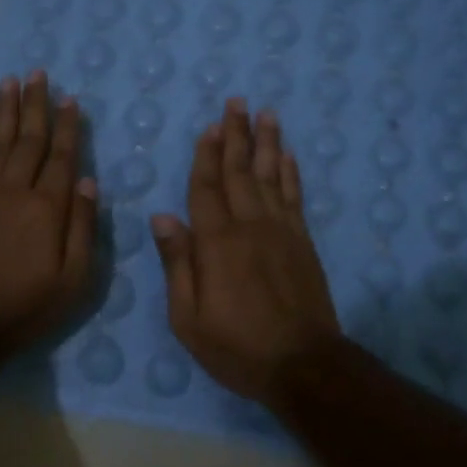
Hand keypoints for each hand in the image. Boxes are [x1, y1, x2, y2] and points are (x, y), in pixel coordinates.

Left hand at [0, 71, 97, 350]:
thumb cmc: (26, 305)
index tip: (71, 99)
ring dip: (6, 110)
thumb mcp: (74, 279)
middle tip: (38, 74)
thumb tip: (89, 181)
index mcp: (48, 207)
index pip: (63, 156)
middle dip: (36, 105)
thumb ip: (83, 227)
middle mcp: (16, 189)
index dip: (68, 126)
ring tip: (10, 81)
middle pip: (30, 139)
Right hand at [150, 98, 341, 403]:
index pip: (206, 188)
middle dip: (236, 135)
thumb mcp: (188, 317)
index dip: (206, 156)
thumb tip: (163, 216)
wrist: (303, 364)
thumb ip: (178, 263)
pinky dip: (291, 173)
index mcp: (216, 243)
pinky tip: (288, 155)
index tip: (208, 127)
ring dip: (267, 143)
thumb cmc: (237, 346)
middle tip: (237, 102)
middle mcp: (250, 226)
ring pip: (271, 176)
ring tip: (266, 114)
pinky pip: (295, 197)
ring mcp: (281, 231)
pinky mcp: (303, 242)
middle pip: (240, 172)